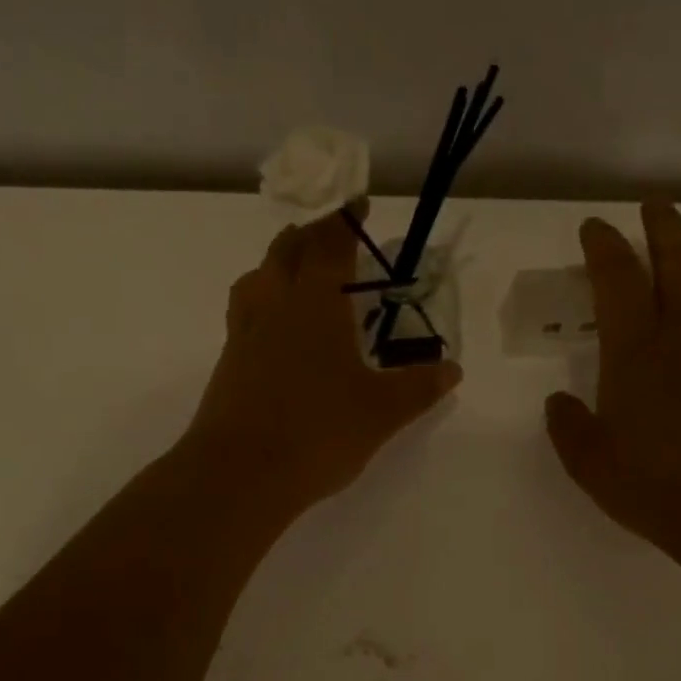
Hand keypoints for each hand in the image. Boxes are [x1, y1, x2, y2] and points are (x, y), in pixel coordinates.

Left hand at [184, 206, 462, 513]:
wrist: (241, 474)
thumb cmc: (319, 432)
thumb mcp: (382, 412)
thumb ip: (418, 387)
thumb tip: (452, 369)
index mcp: (315, 304)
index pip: (329, 244)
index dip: (345, 221)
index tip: (359, 205)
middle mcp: (274, 306)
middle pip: (285, 252)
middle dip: (309, 236)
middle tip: (331, 238)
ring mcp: (244, 336)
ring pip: (256, 280)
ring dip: (277, 266)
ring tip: (296, 277)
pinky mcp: (228, 366)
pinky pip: (245, 316)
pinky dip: (263, 305)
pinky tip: (278, 334)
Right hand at [544, 202, 680, 586]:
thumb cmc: (658, 489)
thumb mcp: (590, 465)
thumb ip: (567, 426)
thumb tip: (559, 401)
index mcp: (636, 349)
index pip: (617, 276)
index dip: (603, 245)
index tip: (595, 228)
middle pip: (677, 256)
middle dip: (662, 224)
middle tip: (654, 207)